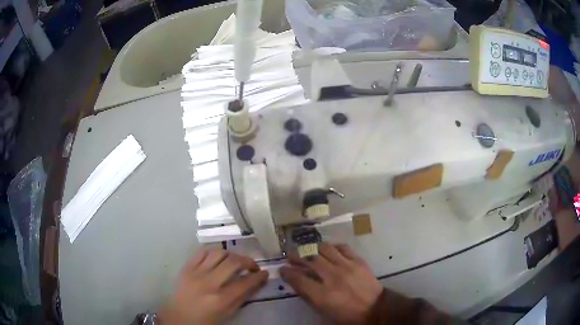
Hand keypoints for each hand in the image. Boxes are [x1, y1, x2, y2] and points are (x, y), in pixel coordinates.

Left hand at [159, 249, 267, 324]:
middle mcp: (209, 283)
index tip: (264, 273)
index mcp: (221, 299)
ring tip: (235, 262)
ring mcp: (196, 273)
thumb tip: (256, 283)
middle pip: (233, 262)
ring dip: (232, 255)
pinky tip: (219, 258)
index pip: (245, 282)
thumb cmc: (206, 320)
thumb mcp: (227, 314)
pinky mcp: (186, 267)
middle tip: (252, 267)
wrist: (179, 317)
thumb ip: (242, 298)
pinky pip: (202, 252)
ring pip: (218, 253)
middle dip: (248, 261)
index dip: (259, 276)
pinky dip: (214, 252)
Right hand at [280, 243, 382, 323]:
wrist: (375, 309)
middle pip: (309, 260)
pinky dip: (333, 248)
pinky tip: (329, 251)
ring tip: (309, 252)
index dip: (287, 272)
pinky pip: (342, 247)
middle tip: (291, 257)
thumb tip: (297, 283)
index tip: (283, 269)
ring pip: (324, 249)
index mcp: (322, 294)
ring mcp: (346, 266)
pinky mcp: (358, 261)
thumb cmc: (347, 316)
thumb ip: (309, 297)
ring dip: (313, 249)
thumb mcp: (323, 312)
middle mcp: (332, 277)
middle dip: (296, 256)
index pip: (298, 278)